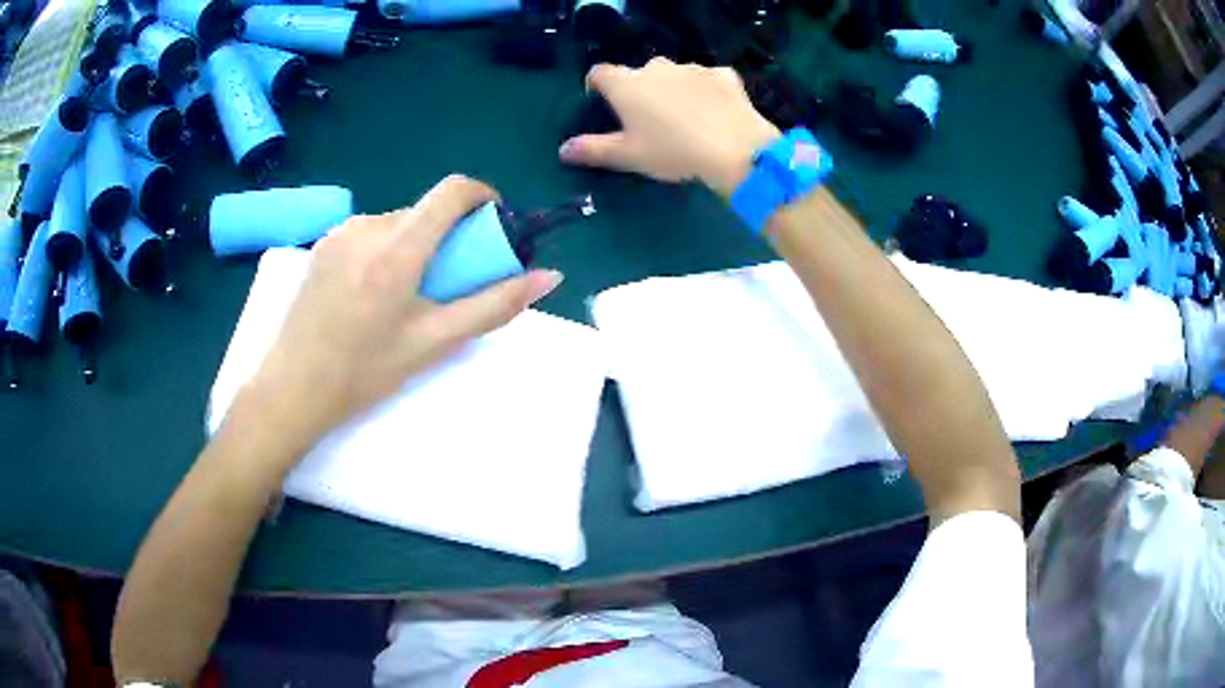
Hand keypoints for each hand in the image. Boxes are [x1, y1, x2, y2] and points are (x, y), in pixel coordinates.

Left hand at [234, 176, 562, 460]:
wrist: (291, 389)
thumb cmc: (364, 373)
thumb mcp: (434, 343)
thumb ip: (494, 306)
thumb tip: (549, 277)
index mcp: (397, 250)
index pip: (451, 191)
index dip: (482, 197)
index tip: (493, 225)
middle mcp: (367, 228)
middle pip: (424, 211)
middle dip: (448, 236)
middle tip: (448, 284)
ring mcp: (340, 233)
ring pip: (396, 223)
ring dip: (415, 245)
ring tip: (406, 296)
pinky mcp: (322, 244)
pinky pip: (369, 233)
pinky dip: (386, 250)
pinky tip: (373, 294)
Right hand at [559, 57, 780, 196]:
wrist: (735, 149)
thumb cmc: (672, 152)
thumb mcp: (628, 157)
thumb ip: (593, 150)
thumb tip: (562, 150)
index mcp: (626, 84)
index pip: (599, 73)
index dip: (597, 86)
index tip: (602, 103)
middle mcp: (656, 67)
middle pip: (639, 73)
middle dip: (640, 90)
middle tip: (649, 120)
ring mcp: (692, 68)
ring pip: (674, 75)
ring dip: (673, 89)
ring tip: (685, 118)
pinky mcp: (723, 75)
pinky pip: (707, 79)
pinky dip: (706, 90)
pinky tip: (714, 112)